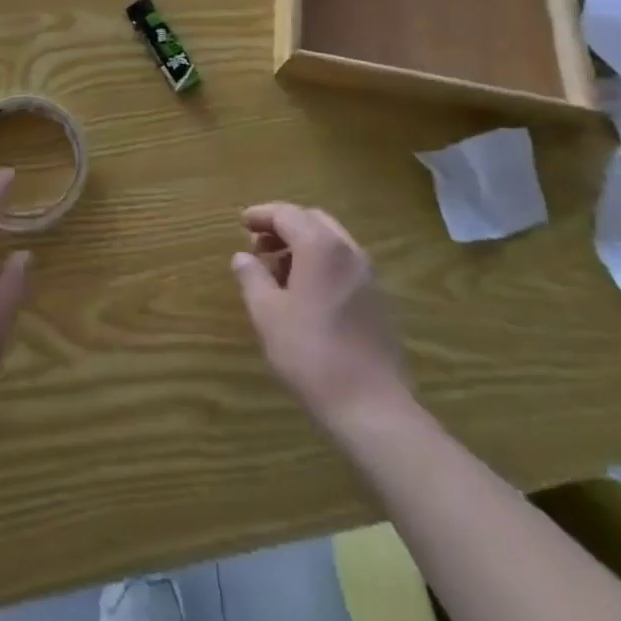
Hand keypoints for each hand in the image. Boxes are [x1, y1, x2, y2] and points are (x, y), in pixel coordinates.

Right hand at [231, 203, 414, 429]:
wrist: (372, 407)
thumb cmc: (311, 354)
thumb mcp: (267, 314)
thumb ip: (252, 278)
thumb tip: (242, 257)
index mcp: (320, 246)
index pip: (286, 214)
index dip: (261, 215)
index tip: (241, 222)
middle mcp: (348, 250)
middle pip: (312, 220)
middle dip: (283, 226)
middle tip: (258, 244)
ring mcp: (369, 275)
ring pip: (331, 241)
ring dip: (303, 244)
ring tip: (278, 270)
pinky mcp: (379, 300)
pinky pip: (344, 264)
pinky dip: (321, 262)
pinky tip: (306, 292)